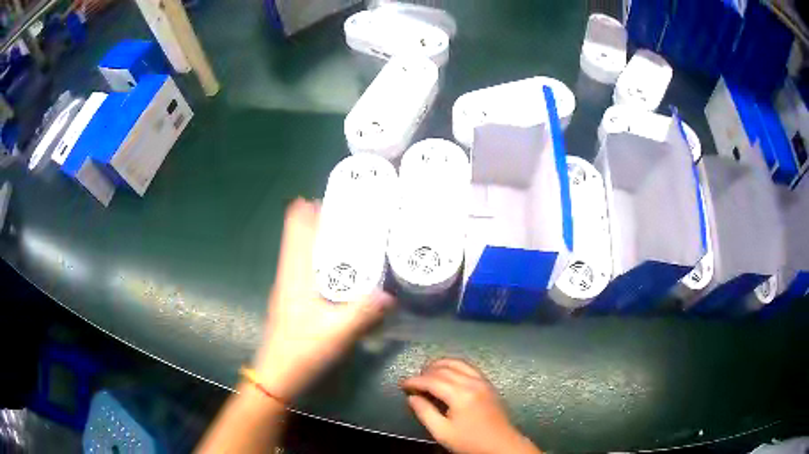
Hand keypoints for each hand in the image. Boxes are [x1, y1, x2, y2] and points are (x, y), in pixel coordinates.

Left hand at [252, 198, 394, 400]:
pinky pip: (302, 265)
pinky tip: (334, 266)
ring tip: (344, 232)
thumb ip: (364, 312)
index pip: (295, 229)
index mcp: (295, 274)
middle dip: (316, 219)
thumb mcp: (337, 332)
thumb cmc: (302, 350)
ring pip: (298, 250)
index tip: (329, 197)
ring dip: (315, 237)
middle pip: (297, 235)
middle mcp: (288, 274)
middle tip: (347, 212)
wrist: (277, 374)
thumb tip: (390, 295)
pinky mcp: (290, 299)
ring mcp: (286, 287)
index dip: (307, 209)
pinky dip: (315, 255)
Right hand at [400, 359, 541, 453]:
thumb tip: (412, 397)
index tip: (402, 384)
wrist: (501, 445)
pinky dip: (454, 366)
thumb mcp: (442, 432)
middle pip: (444, 369)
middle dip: (425, 372)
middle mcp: (472, 382)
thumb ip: (425, 413)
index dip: (414, 380)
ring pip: (458, 363)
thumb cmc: (470, 441)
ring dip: (440, 365)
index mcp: (461, 394)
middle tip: (413, 381)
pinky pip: (469, 367)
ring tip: (427, 373)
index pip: (432, 380)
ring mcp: (483, 381)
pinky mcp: (488, 384)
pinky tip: (447, 374)